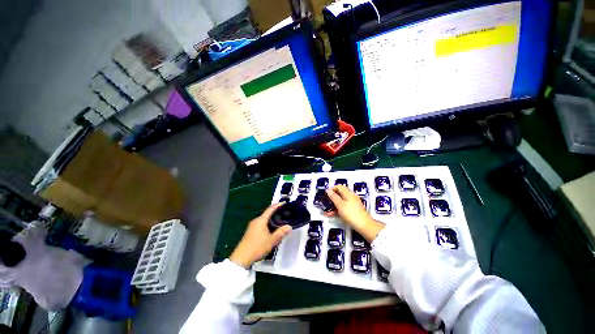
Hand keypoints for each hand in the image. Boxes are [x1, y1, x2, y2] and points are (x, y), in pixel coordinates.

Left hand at [229, 203, 291, 268]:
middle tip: (284, 213)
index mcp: (261, 220)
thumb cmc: (257, 247)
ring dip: (271, 219)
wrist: (241, 258)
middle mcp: (256, 221)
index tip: (284, 203)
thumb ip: (281, 232)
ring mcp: (252, 226)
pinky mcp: (250, 232)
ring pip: (264, 219)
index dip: (277, 205)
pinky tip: (271, 229)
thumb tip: (289, 227)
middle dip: (275, 212)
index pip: (270, 209)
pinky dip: (267, 224)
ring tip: (279, 221)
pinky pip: (261, 224)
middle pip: (267, 213)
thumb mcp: (272, 240)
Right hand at [326, 185, 384, 241]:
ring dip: (333, 205)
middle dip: (332, 198)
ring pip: (341, 201)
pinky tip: (333, 214)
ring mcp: (353, 204)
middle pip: (340, 194)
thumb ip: (334, 197)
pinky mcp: (353, 210)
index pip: (339, 187)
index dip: (332, 189)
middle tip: (326, 203)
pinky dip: (338, 209)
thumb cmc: (351, 214)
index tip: (326, 195)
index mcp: (348, 193)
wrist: (364, 226)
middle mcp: (351, 197)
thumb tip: (328, 190)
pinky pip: (344, 207)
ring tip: (327, 211)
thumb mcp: (340, 205)